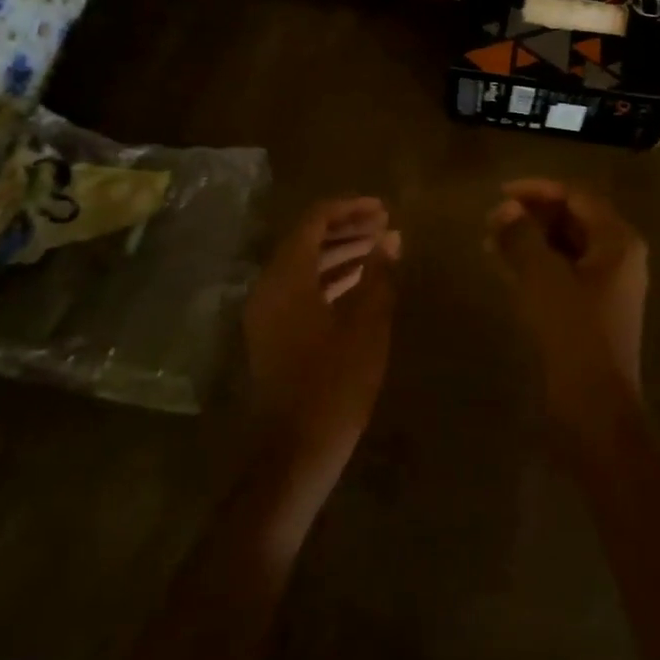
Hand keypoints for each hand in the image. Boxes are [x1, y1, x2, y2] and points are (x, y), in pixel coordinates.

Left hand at [243, 197, 400, 481]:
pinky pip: (299, 288)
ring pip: (304, 264)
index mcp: (288, 277)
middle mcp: (270, 285)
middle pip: (307, 239)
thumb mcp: (367, 326)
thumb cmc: (334, 385)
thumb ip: (378, 275)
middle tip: (386, 225)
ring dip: (339, 252)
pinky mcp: (272, 331)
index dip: (349, 209)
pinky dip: (328, 278)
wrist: (294, 451)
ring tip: (379, 249)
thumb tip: (392, 237)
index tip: (383, 208)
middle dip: (346, 228)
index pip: (315, 221)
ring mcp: (267, 310)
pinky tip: (359, 283)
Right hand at [486, 180, 647, 423]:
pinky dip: (536, 263)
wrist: (594, 405)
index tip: (500, 194)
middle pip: (573, 219)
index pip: (576, 196)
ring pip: (565, 246)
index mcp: (618, 240)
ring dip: (530, 239)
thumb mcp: (542, 276)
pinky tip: (505, 266)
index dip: (537, 190)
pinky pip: (563, 271)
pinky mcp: (594, 310)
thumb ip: (521, 235)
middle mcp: (620, 256)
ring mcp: (609, 285)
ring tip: (491, 241)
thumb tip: (506, 209)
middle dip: (532, 215)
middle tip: (493, 220)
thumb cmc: (573, 332)